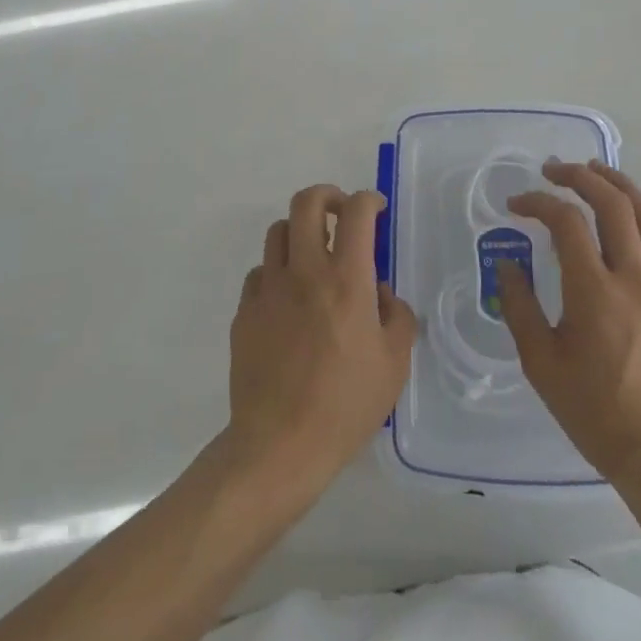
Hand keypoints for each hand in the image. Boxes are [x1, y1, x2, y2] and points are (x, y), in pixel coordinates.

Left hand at [225, 186, 416, 490]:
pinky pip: (260, 272)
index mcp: (346, 280)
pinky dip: (277, 272)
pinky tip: (288, 299)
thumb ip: (396, 316)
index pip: (356, 213)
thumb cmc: (346, 405)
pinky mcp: (245, 311)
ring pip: (278, 231)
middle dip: (327, 196)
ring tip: (314, 255)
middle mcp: (305, 271)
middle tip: (341, 214)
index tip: (376, 209)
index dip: (368, 200)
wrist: (280, 444)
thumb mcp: (394, 364)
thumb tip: (380, 292)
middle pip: (306, 202)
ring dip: (300, 232)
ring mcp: (269, 288)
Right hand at [499, 160, 640, 507]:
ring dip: (620, 184)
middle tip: (553, 170)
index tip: (515, 204)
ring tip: (596, 170)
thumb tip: (505, 263)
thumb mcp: (540, 362)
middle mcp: (631, 278)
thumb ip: (519, 306)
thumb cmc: (592, 410)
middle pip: (611, 204)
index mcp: (593, 291)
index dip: (538, 202)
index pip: (565, 222)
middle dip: (580, 176)